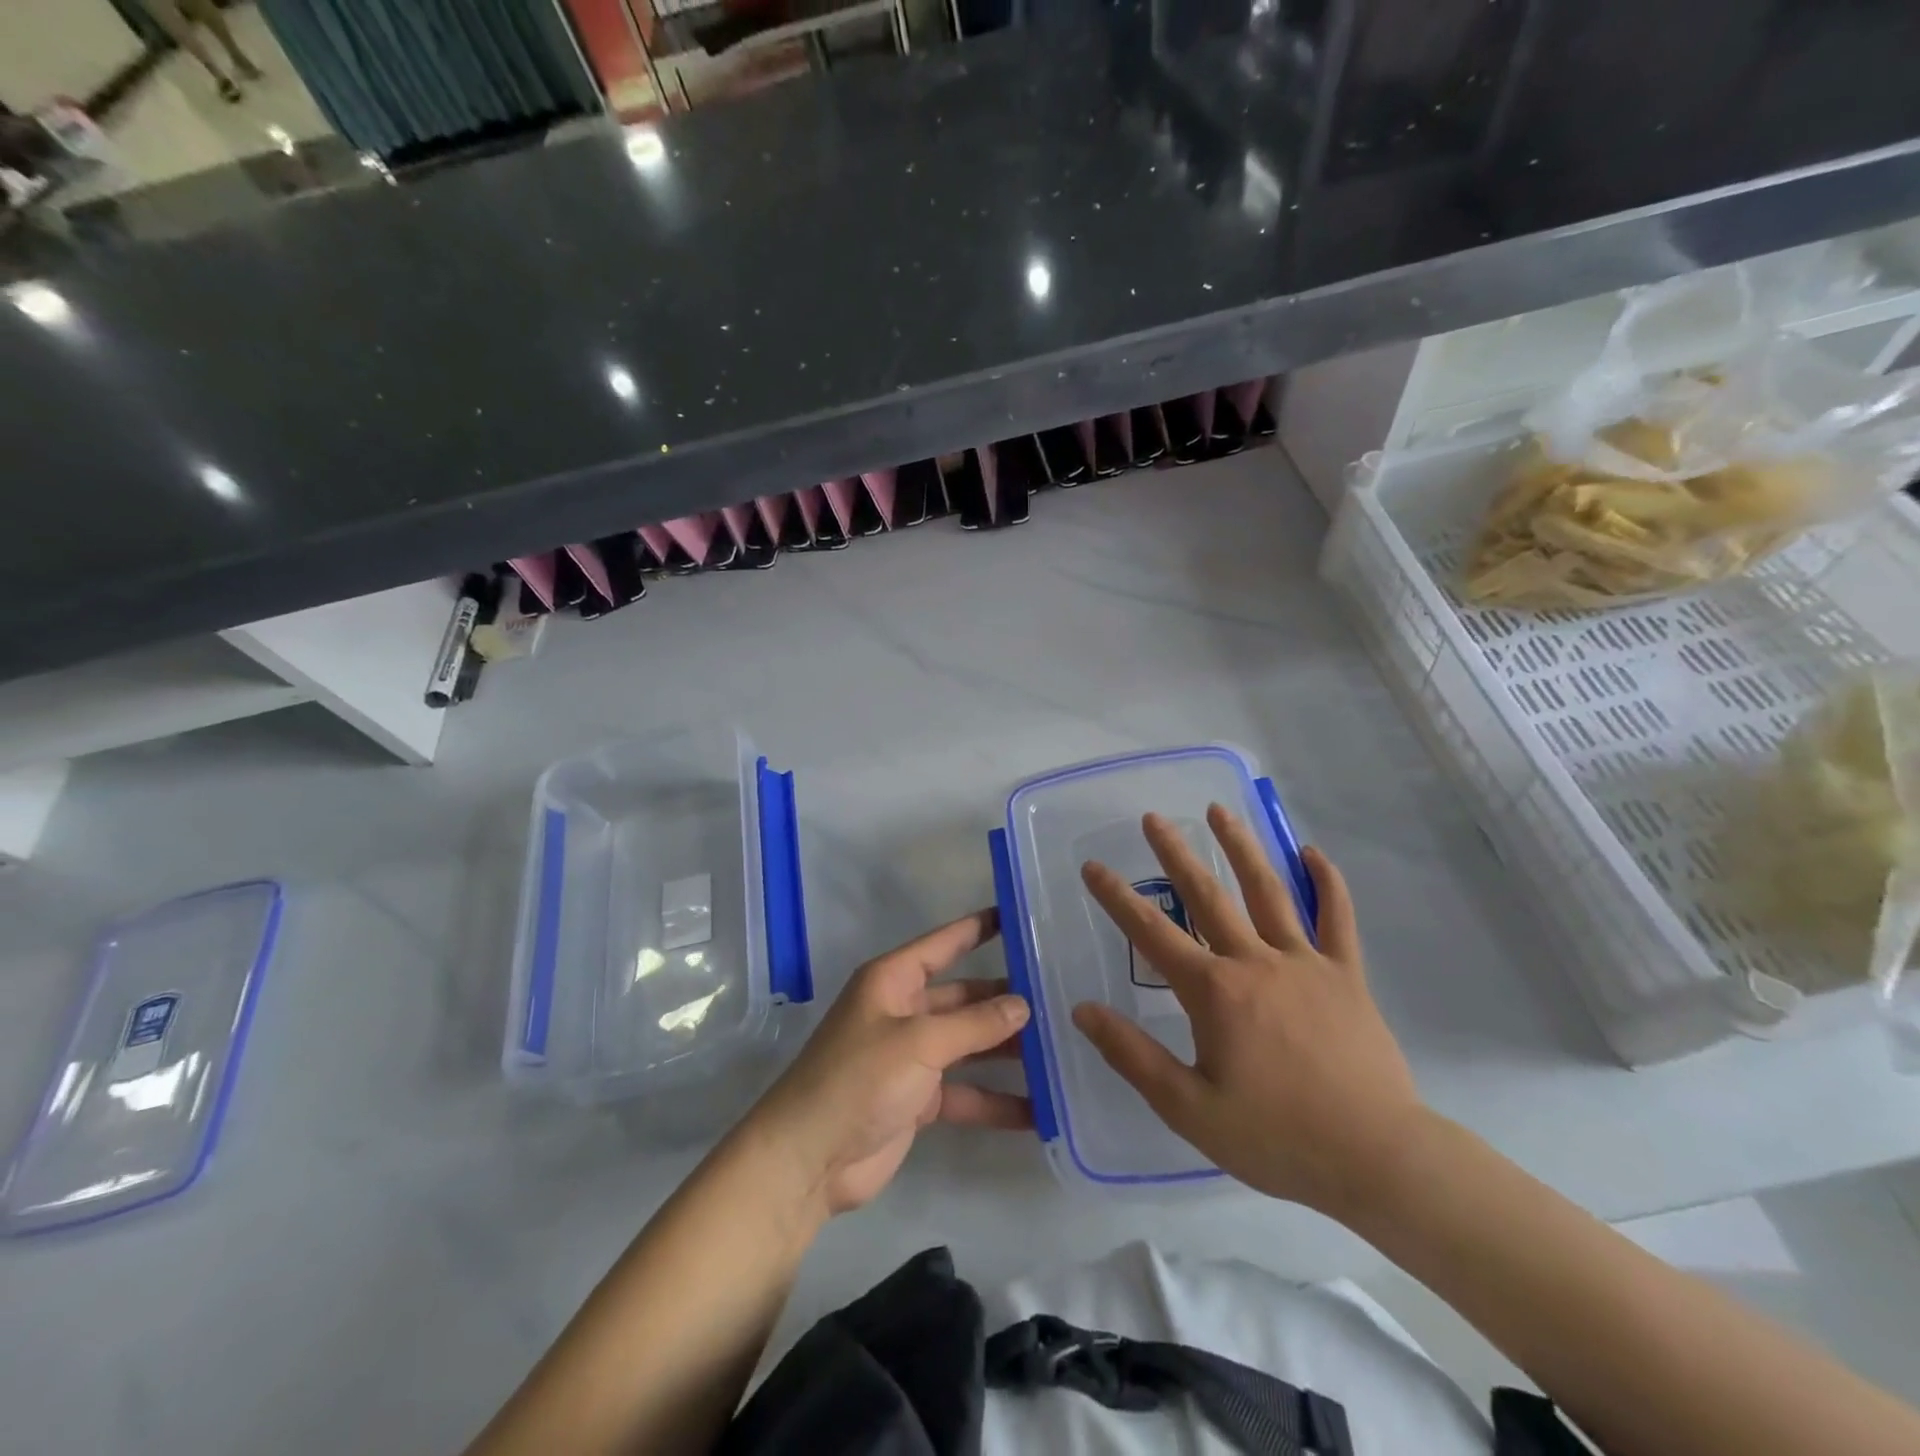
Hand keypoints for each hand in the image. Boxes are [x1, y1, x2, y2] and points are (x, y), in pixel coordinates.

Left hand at [745, 910, 1031, 1217]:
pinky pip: (966, 1093)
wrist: (808, 1159)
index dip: (978, 929)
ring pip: (970, 1046)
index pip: (943, 944)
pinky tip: (1039, 1111)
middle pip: (964, 998)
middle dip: (1005, 1000)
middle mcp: (904, 1012)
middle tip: (1059, 998)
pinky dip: (996, 1101)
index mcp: (893, 981)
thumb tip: (1022, 1005)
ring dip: (1007, 1051)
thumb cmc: (859, 1079)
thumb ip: (974, 1024)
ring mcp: (911, 1058)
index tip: (1018, 917)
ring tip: (1060, 1050)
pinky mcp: (918, 1100)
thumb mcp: (919, 1041)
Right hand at [1074, 806, 1426, 1220]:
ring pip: (1268, 891)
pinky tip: (1311, 852)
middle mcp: (1255, 962)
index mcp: (1214, 992)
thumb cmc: (1276, 1138)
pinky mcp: (1346, 975)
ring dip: (1241, 847)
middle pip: (1207, 896)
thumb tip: (1082, 1010)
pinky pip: (1337, 917)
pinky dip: (1326, 882)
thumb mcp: (1188, 1108)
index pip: (1151, 932)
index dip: (1117, 896)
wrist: (1377, 1160)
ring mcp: (1306, 962)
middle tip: (1154, 818)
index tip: (1093, 866)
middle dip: (1175, 854)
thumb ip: (1132, 1055)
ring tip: (1220, 811)